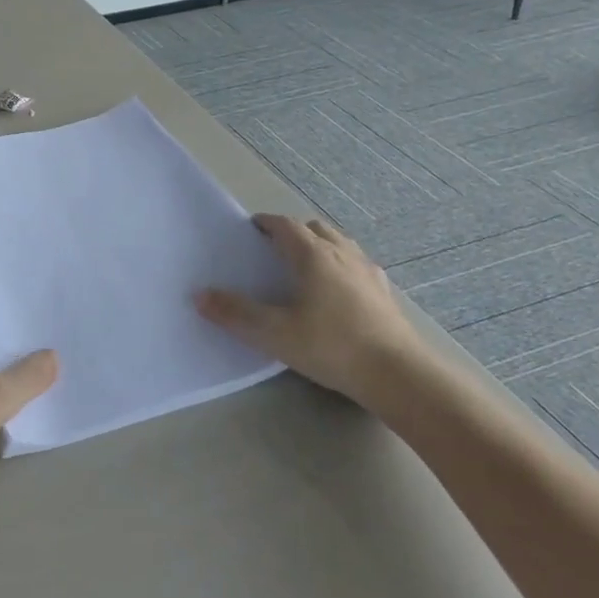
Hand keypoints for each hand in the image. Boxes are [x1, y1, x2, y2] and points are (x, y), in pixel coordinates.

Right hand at [195, 214, 424, 400]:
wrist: (398, 375)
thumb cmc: (331, 346)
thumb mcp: (274, 333)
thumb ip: (235, 313)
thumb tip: (200, 295)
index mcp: (313, 255)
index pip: (286, 225)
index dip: (266, 223)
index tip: (251, 229)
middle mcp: (342, 254)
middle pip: (315, 229)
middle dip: (293, 232)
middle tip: (274, 248)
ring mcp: (368, 273)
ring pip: (340, 244)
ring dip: (320, 246)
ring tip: (304, 266)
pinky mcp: (384, 294)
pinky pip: (357, 266)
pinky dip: (341, 266)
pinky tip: (337, 291)